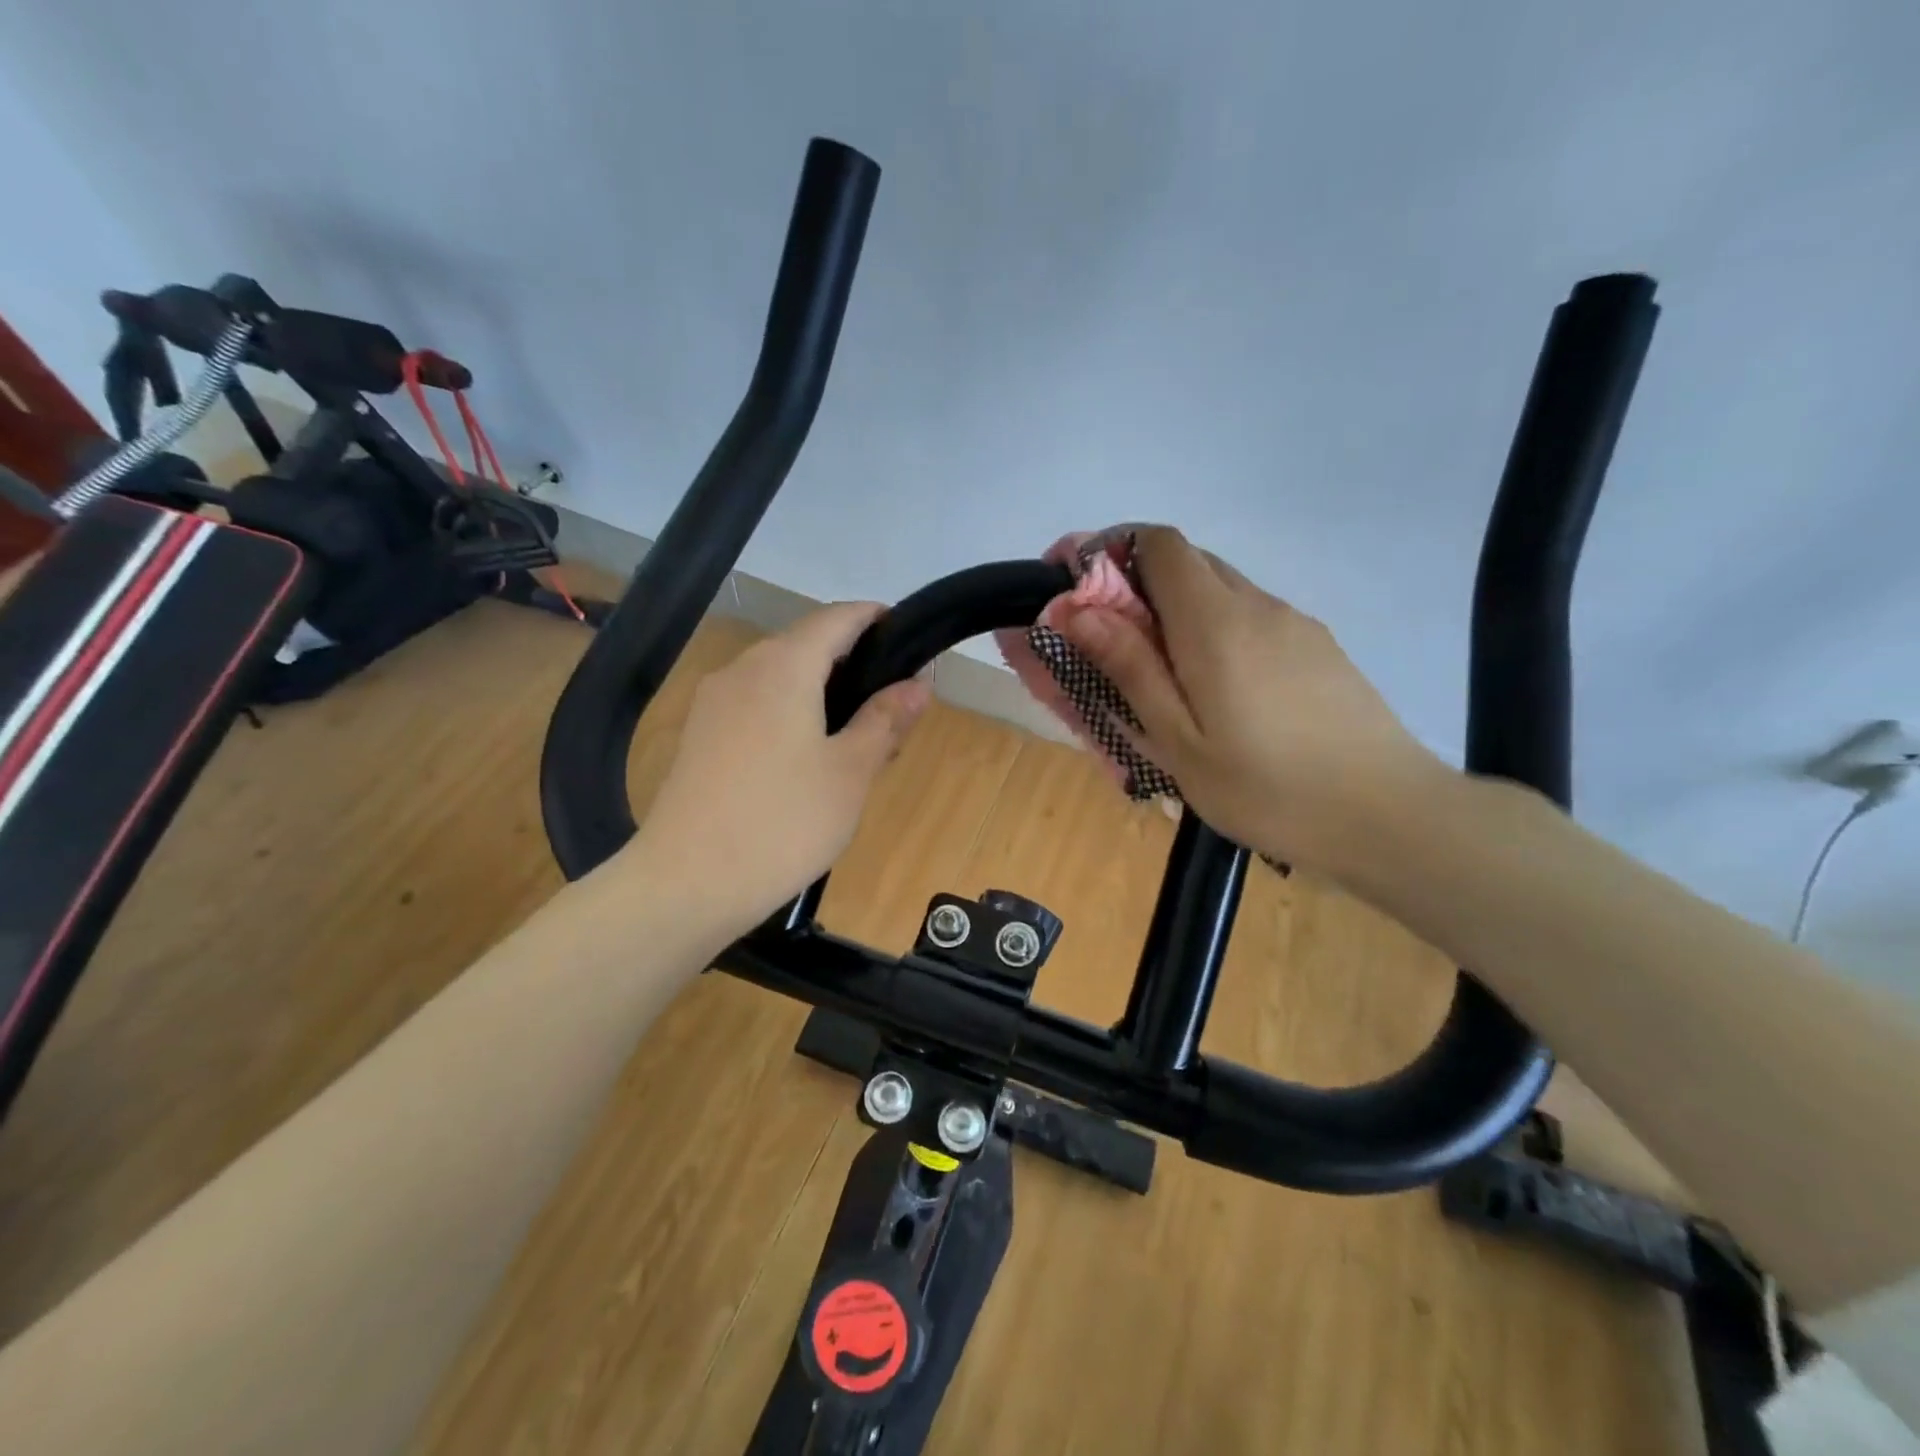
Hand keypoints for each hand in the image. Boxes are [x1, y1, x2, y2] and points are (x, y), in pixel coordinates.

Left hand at [623, 603, 930, 940]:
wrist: (687, 883)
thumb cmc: (784, 822)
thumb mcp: (851, 771)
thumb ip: (885, 720)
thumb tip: (918, 684)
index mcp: (784, 666)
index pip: (837, 618)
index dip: (875, 618)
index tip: (908, 638)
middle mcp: (743, 669)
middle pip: (806, 645)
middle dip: (852, 663)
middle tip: (892, 706)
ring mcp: (714, 702)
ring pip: (780, 677)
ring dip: (821, 691)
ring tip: (857, 736)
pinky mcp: (699, 735)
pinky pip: (756, 704)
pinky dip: (790, 712)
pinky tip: (808, 757)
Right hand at [1062, 527, 1440, 876]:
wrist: (1388, 816)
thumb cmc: (1267, 788)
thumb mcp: (1179, 741)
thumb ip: (1130, 669)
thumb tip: (1080, 610)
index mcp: (1215, 622)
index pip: (1159, 543)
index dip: (1111, 551)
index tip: (1080, 591)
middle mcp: (1257, 605)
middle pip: (1189, 562)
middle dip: (1138, 586)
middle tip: (1111, 645)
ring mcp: (1295, 624)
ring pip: (1222, 591)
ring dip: (1178, 613)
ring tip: (1163, 680)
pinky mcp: (1318, 648)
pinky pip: (1252, 618)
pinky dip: (1216, 632)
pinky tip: (1220, 695)